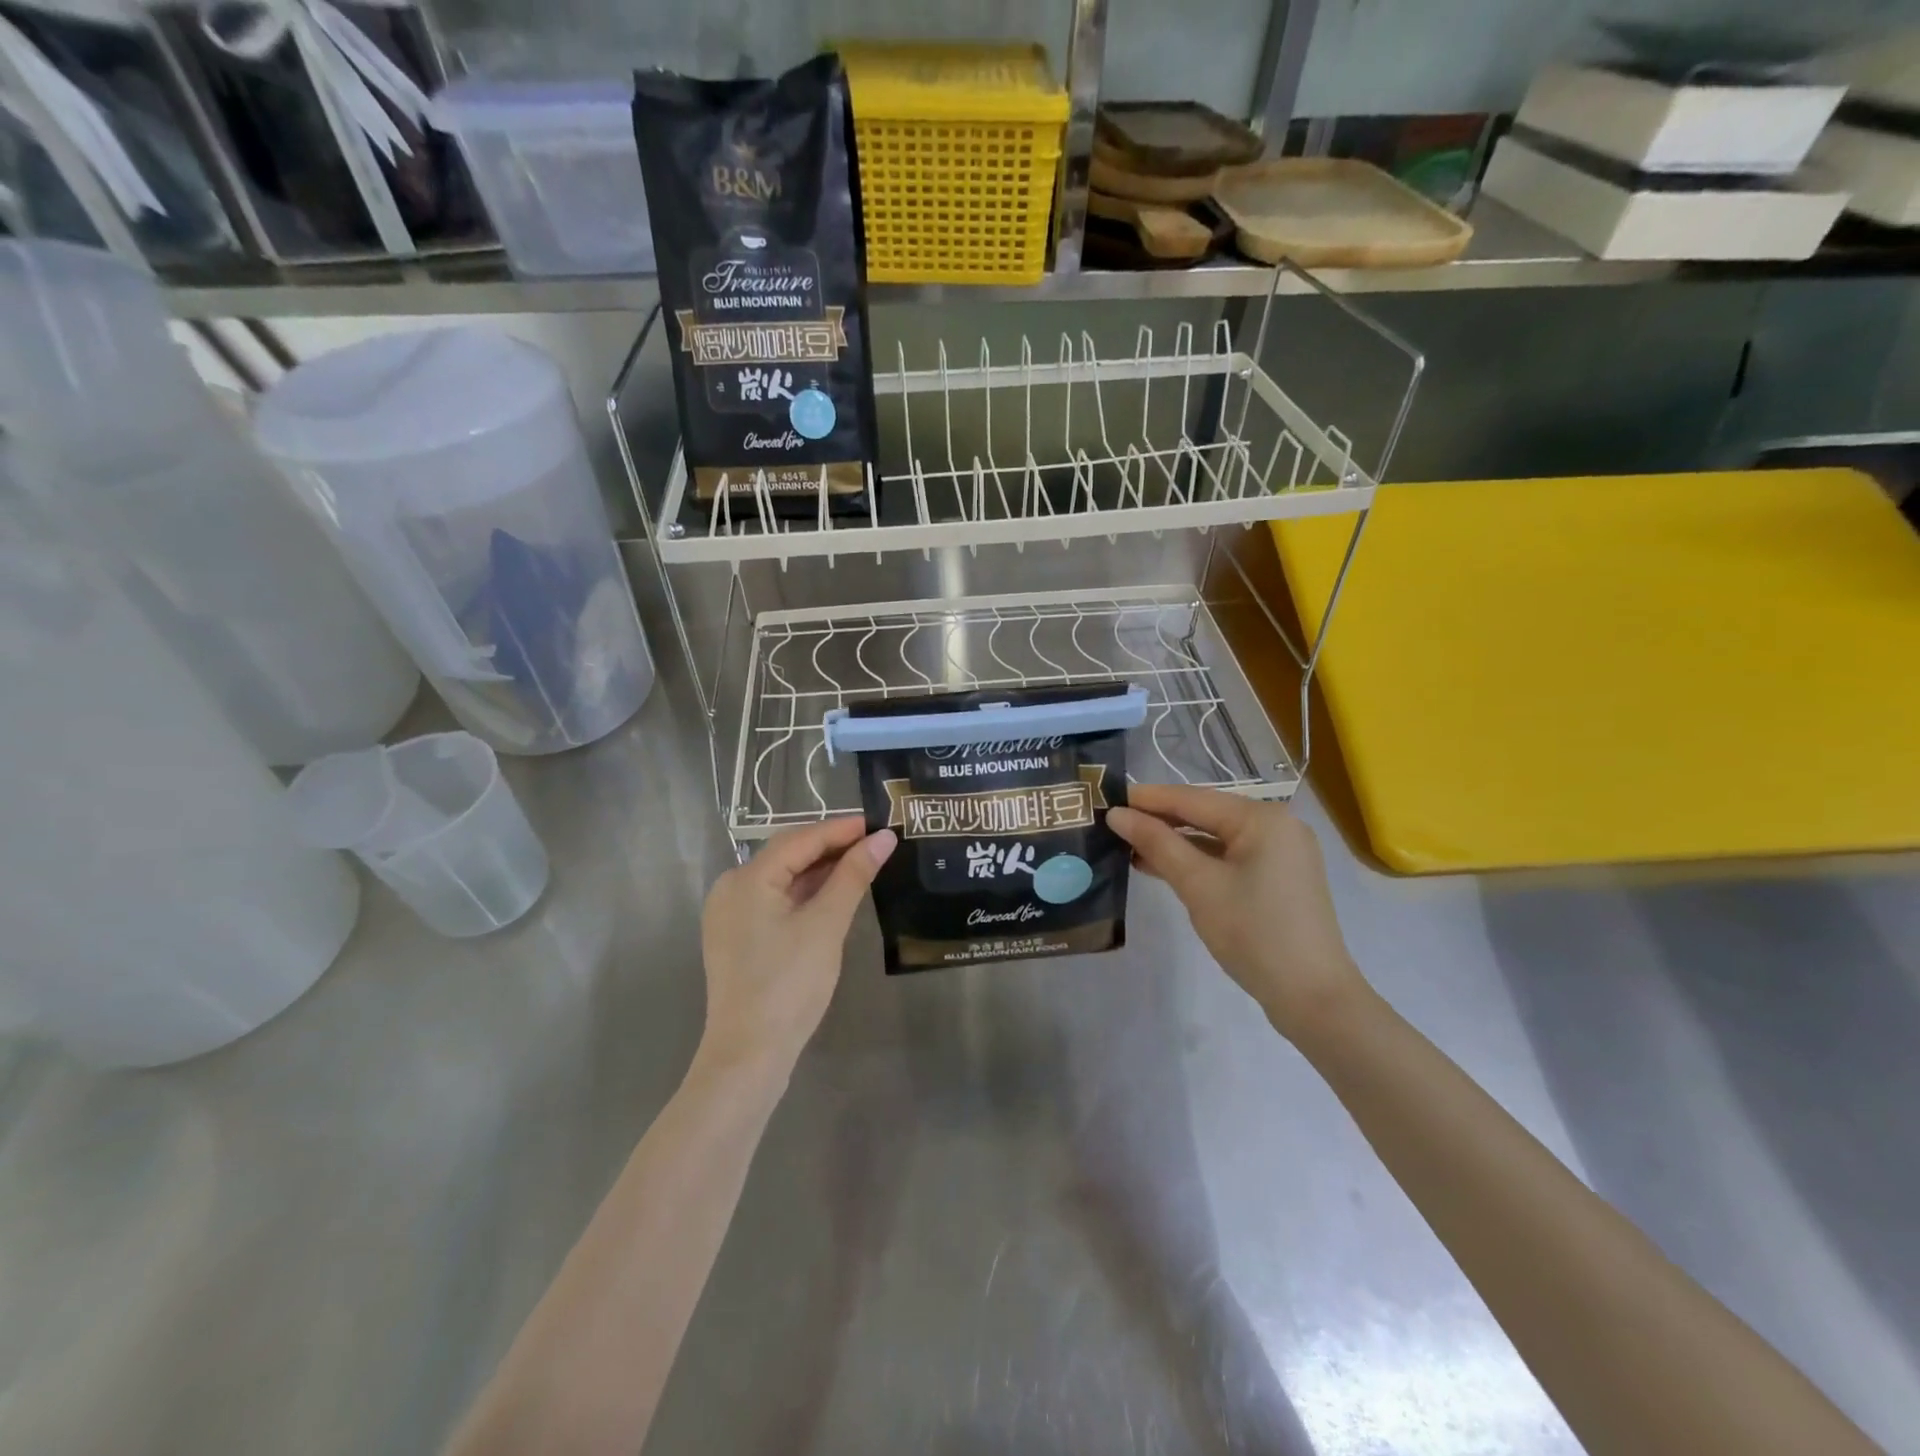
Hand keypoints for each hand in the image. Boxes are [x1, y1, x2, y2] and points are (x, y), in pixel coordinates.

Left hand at [698, 817, 896, 1076]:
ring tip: (862, 863)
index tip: (879, 823)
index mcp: (746, 879)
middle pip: (788, 854)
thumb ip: (853, 876)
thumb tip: (883, 838)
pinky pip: (775, 901)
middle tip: (876, 842)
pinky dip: (805, 894)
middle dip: (832, 847)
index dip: (841, 829)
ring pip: (782, 878)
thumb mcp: (826, 925)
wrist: (749, 1055)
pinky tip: (834, 894)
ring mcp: (731, 915)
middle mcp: (731, 888)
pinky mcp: (739, 937)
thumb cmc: (789, 984)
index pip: (800, 839)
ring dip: (820, 870)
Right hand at [1108, 784, 1367, 1042]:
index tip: (1106, 797)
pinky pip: (1229, 857)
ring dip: (1176, 842)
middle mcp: (1276, 825)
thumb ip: (1157, 844)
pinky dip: (1198, 860)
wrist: (1313, 997)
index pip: (1192, 799)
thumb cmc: (1254, 933)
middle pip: (1205, 814)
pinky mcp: (1279, 878)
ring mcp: (1281, 853)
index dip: (1147, 799)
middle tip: (1114, 823)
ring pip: (1216, 837)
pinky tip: (1164, 867)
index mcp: (1262, 818)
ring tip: (1129, 846)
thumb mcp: (1198, 885)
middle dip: (1160, 820)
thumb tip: (1117, 814)